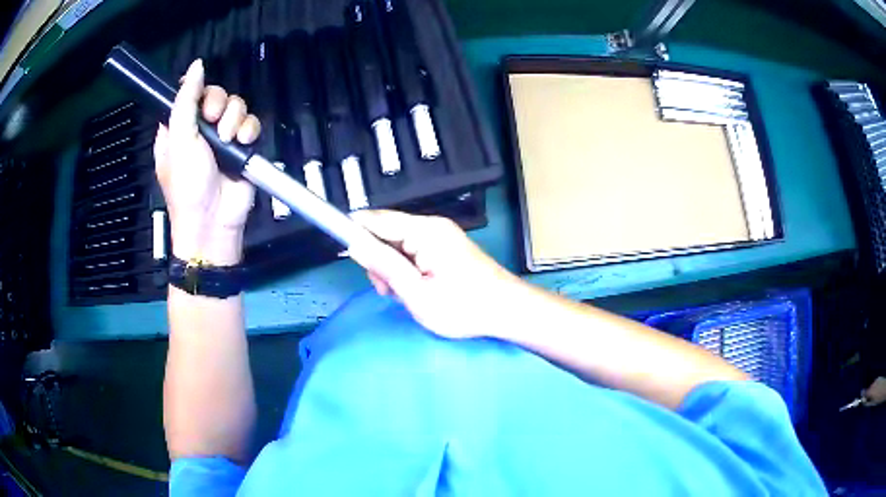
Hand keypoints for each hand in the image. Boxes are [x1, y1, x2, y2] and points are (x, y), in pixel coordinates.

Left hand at [153, 59, 261, 265]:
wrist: (213, 221)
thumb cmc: (187, 185)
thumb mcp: (179, 140)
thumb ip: (186, 101)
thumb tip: (196, 66)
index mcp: (179, 127)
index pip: (191, 94)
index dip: (199, 91)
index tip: (200, 103)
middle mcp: (200, 129)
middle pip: (217, 95)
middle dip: (218, 106)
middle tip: (212, 122)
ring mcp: (223, 138)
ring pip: (236, 107)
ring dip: (235, 120)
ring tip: (228, 139)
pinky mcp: (242, 147)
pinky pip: (252, 124)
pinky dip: (250, 131)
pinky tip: (243, 143)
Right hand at [351, 210, 521, 338]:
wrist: (509, 310)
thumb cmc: (464, 307)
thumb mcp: (417, 294)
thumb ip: (384, 267)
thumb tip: (354, 244)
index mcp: (424, 231)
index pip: (376, 220)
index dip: (354, 230)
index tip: (341, 250)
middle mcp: (432, 226)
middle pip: (387, 231)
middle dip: (378, 259)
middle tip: (388, 290)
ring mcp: (441, 235)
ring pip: (399, 244)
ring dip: (393, 268)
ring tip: (405, 295)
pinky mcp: (446, 246)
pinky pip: (414, 250)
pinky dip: (407, 268)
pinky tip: (416, 289)